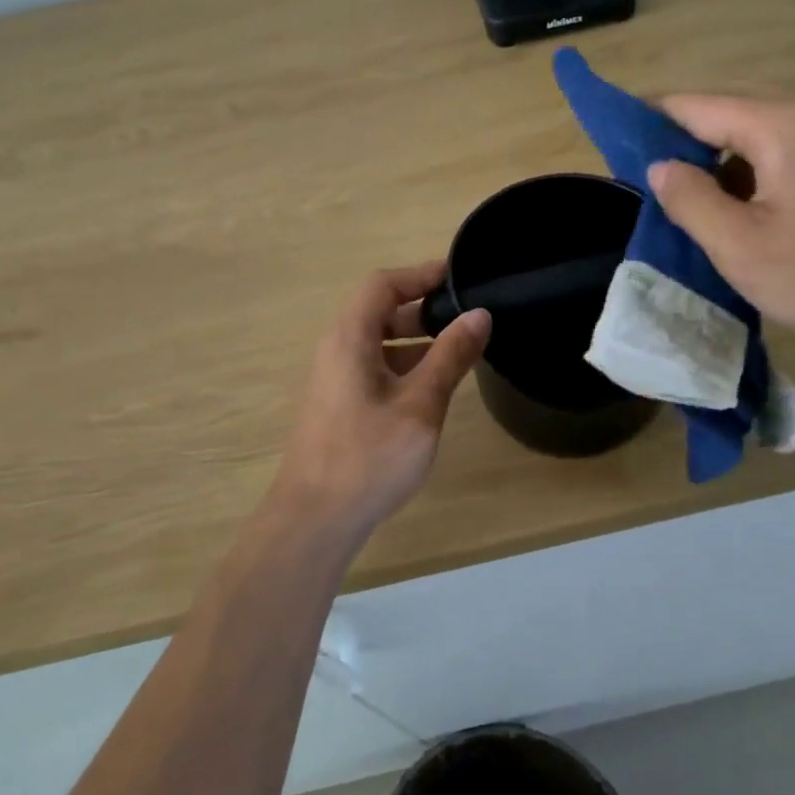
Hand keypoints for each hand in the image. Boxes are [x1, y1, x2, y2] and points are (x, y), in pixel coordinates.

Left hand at [264, 261, 490, 547]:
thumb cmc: (369, 457)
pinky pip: (373, 368)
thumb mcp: (420, 405)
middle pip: (378, 311)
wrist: (315, 520)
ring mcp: (334, 380)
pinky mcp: (338, 406)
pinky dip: (404, 365)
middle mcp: (336, 351)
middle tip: (467, 318)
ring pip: (377, 343)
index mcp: (349, 339)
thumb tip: (479, 315)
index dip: (420, 274)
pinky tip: (432, 388)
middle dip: (423, 309)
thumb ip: (450, 356)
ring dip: (416, 340)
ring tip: (459, 352)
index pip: (382, 284)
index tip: (460, 278)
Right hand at [646, 95, 794, 350]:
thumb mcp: (743, 247)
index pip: (697, 106)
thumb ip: (691, 201)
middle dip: (686, 149)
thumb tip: (659, 166)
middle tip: (653, 192)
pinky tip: (745, 215)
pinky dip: (755, 176)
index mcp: (784, 124)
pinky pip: (787, 155)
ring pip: (758, 138)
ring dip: (722, 168)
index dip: (651, 122)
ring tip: (694, 210)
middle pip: (728, 116)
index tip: (617, 146)